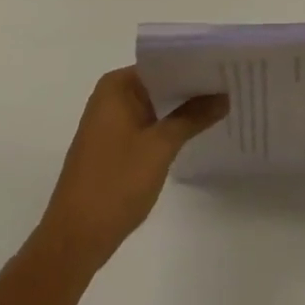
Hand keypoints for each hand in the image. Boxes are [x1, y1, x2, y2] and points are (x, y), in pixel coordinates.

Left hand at [36, 68, 226, 273]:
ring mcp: (110, 123)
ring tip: (222, 104)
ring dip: (182, 108)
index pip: (163, 63)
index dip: (195, 64)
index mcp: (117, 86)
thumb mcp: (160, 147)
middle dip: (192, 87)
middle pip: (160, 83)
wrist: (74, 241)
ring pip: (155, 105)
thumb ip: (193, 117)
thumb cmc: (115, 184)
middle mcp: (111, 97)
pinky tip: (196, 131)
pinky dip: (169, 126)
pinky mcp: (113, 147)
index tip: (225, 66)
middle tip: (230, 85)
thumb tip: (224, 96)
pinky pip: (147, 125)